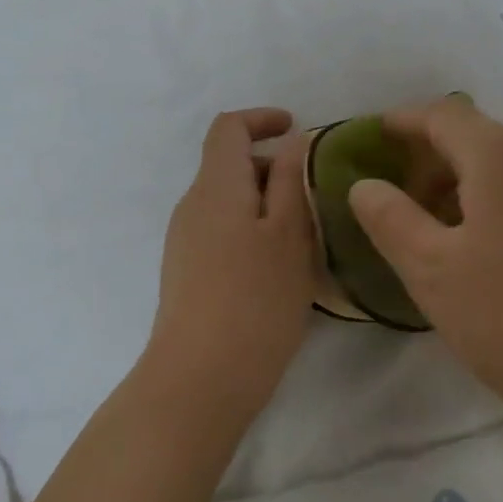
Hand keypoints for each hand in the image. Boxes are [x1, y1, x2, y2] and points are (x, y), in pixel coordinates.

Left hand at [145, 108, 317, 435]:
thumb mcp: (289, 233)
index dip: (262, 119)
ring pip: (231, 201)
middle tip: (317, 196)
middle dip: (274, 168)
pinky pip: (224, 231)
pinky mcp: (188, 273)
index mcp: (215, 186)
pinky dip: (254, 230)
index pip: (229, 127)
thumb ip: (292, 179)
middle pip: (231, 164)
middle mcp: (192, 205)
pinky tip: (280, 268)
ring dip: (268, 203)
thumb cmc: (254, 300)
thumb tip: (294, 139)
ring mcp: (185, 241)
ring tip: (306, 236)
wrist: (199, 382)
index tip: (298, 130)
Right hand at [348, 97, 502, 458]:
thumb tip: (366, 184)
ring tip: (442, 233)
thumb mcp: (435, 274)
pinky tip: (495, 250)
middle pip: (477, 137)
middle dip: (432, 161)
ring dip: (467, 184)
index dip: (402, 122)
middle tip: (400, 204)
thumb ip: (391, 220)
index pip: (441, 114)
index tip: (373, 139)